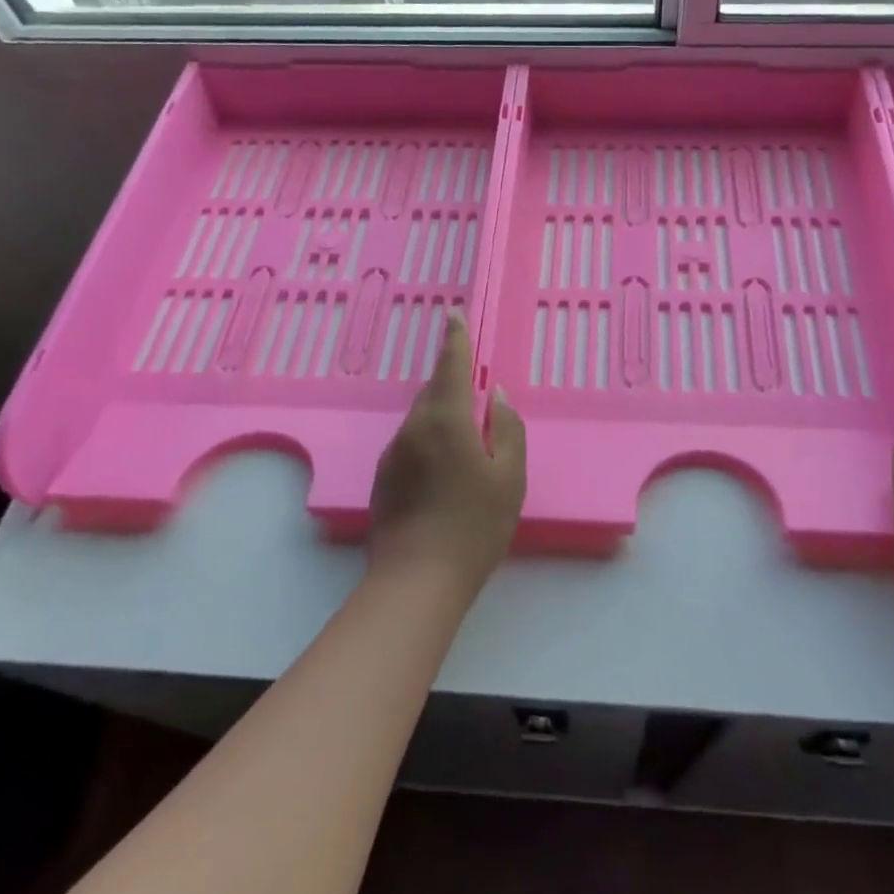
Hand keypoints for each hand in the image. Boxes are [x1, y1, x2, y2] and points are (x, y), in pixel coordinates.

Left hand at [368, 313, 526, 594]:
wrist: (417, 580)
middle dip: (453, 384)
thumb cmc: (475, 525)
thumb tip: (497, 396)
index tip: (453, 314)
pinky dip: (430, 442)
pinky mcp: (384, 478)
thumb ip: (508, 429)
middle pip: (434, 392)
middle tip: (477, 396)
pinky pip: (412, 444)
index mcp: (446, 419)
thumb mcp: (510, 476)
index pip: (450, 365)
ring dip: (443, 417)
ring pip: (421, 419)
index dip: (455, 338)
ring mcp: (394, 453)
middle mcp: (413, 427)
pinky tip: (445, 473)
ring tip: (467, 444)